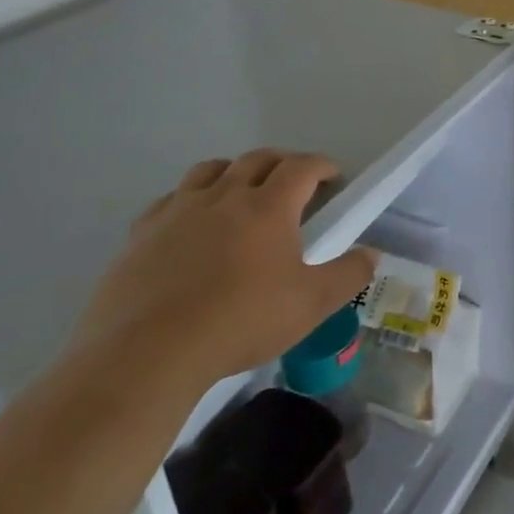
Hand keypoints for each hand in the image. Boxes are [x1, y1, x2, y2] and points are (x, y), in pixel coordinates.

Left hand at [70, 151, 375, 393]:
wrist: (146, 354)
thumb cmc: (240, 323)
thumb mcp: (311, 305)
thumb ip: (349, 275)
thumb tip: (371, 254)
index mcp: (269, 206)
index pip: (302, 166)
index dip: (321, 165)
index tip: (332, 176)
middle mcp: (225, 196)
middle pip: (258, 159)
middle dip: (282, 163)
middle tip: (294, 183)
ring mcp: (179, 210)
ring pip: (211, 170)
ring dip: (234, 172)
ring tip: (241, 193)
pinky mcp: (142, 233)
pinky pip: (171, 199)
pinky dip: (190, 199)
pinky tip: (191, 224)